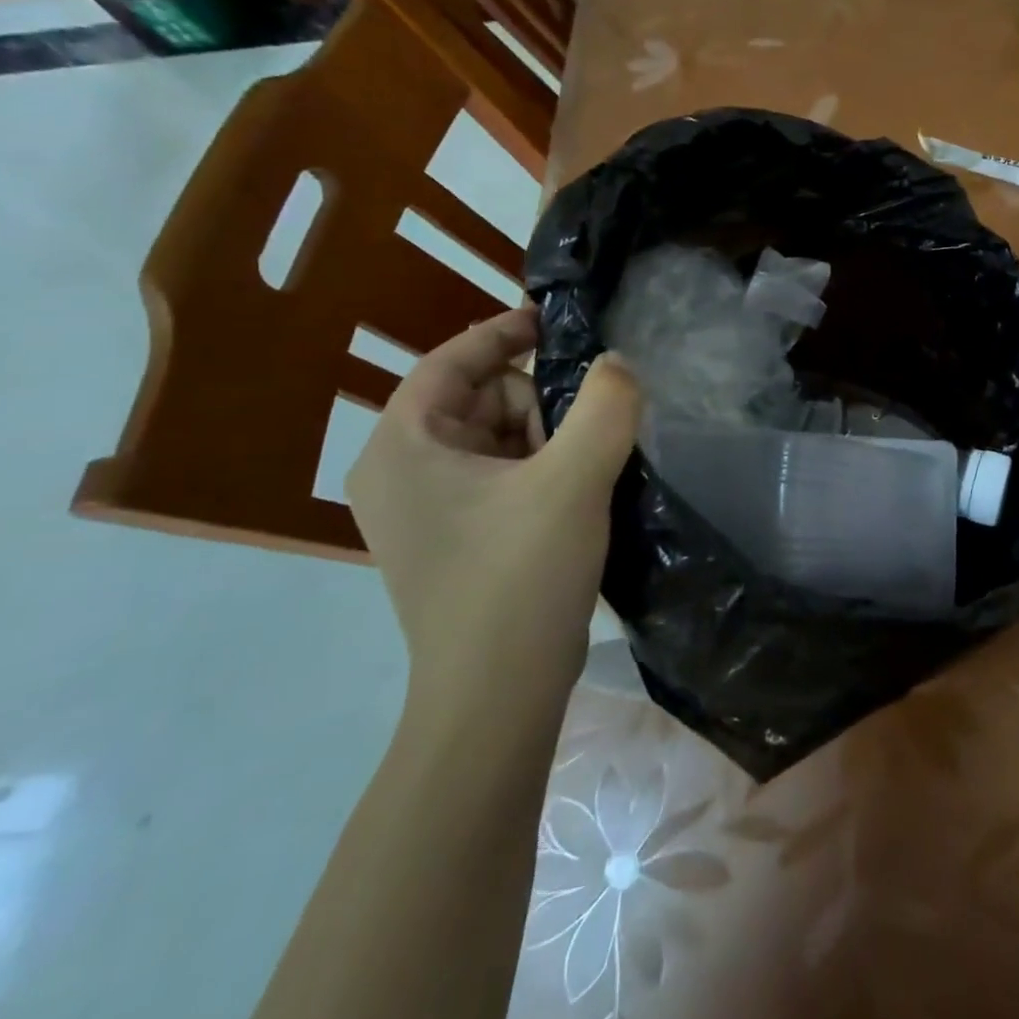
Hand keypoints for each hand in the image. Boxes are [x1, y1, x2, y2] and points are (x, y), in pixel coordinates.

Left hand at [346, 307, 641, 707]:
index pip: (449, 361)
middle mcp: (400, 473)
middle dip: (537, 404)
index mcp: (402, 447)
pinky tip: (576, 493)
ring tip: (584, 472)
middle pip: (479, 399)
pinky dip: (541, 469)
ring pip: (496, 437)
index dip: (503, 333)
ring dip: (546, 439)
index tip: (557, 322)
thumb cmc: (520, 577)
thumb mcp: (574, 479)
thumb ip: (605, 405)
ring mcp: (425, 510)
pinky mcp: (454, 538)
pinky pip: (500, 475)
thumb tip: (618, 362)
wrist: (498, 696)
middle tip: (582, 436)